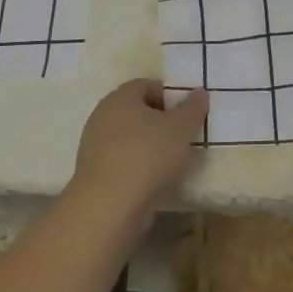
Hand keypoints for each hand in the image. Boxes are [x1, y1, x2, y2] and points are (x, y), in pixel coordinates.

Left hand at [67, 79, 206, 235]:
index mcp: (121, 97)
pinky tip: (153, 179)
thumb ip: (193, 107)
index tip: (186, 114)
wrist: (109, 207)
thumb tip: (199, 92)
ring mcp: (94, 146)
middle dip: (160, 120)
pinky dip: (137, 165)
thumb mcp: (182, 128)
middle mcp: (102, 116)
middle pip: (136, 110)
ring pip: (128, 137)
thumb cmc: (148, 155)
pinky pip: (121, 160)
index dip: (169, 95)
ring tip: (171, 161)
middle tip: (182, 135)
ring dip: (149, 145)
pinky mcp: (93, 174)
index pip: (147, 85)